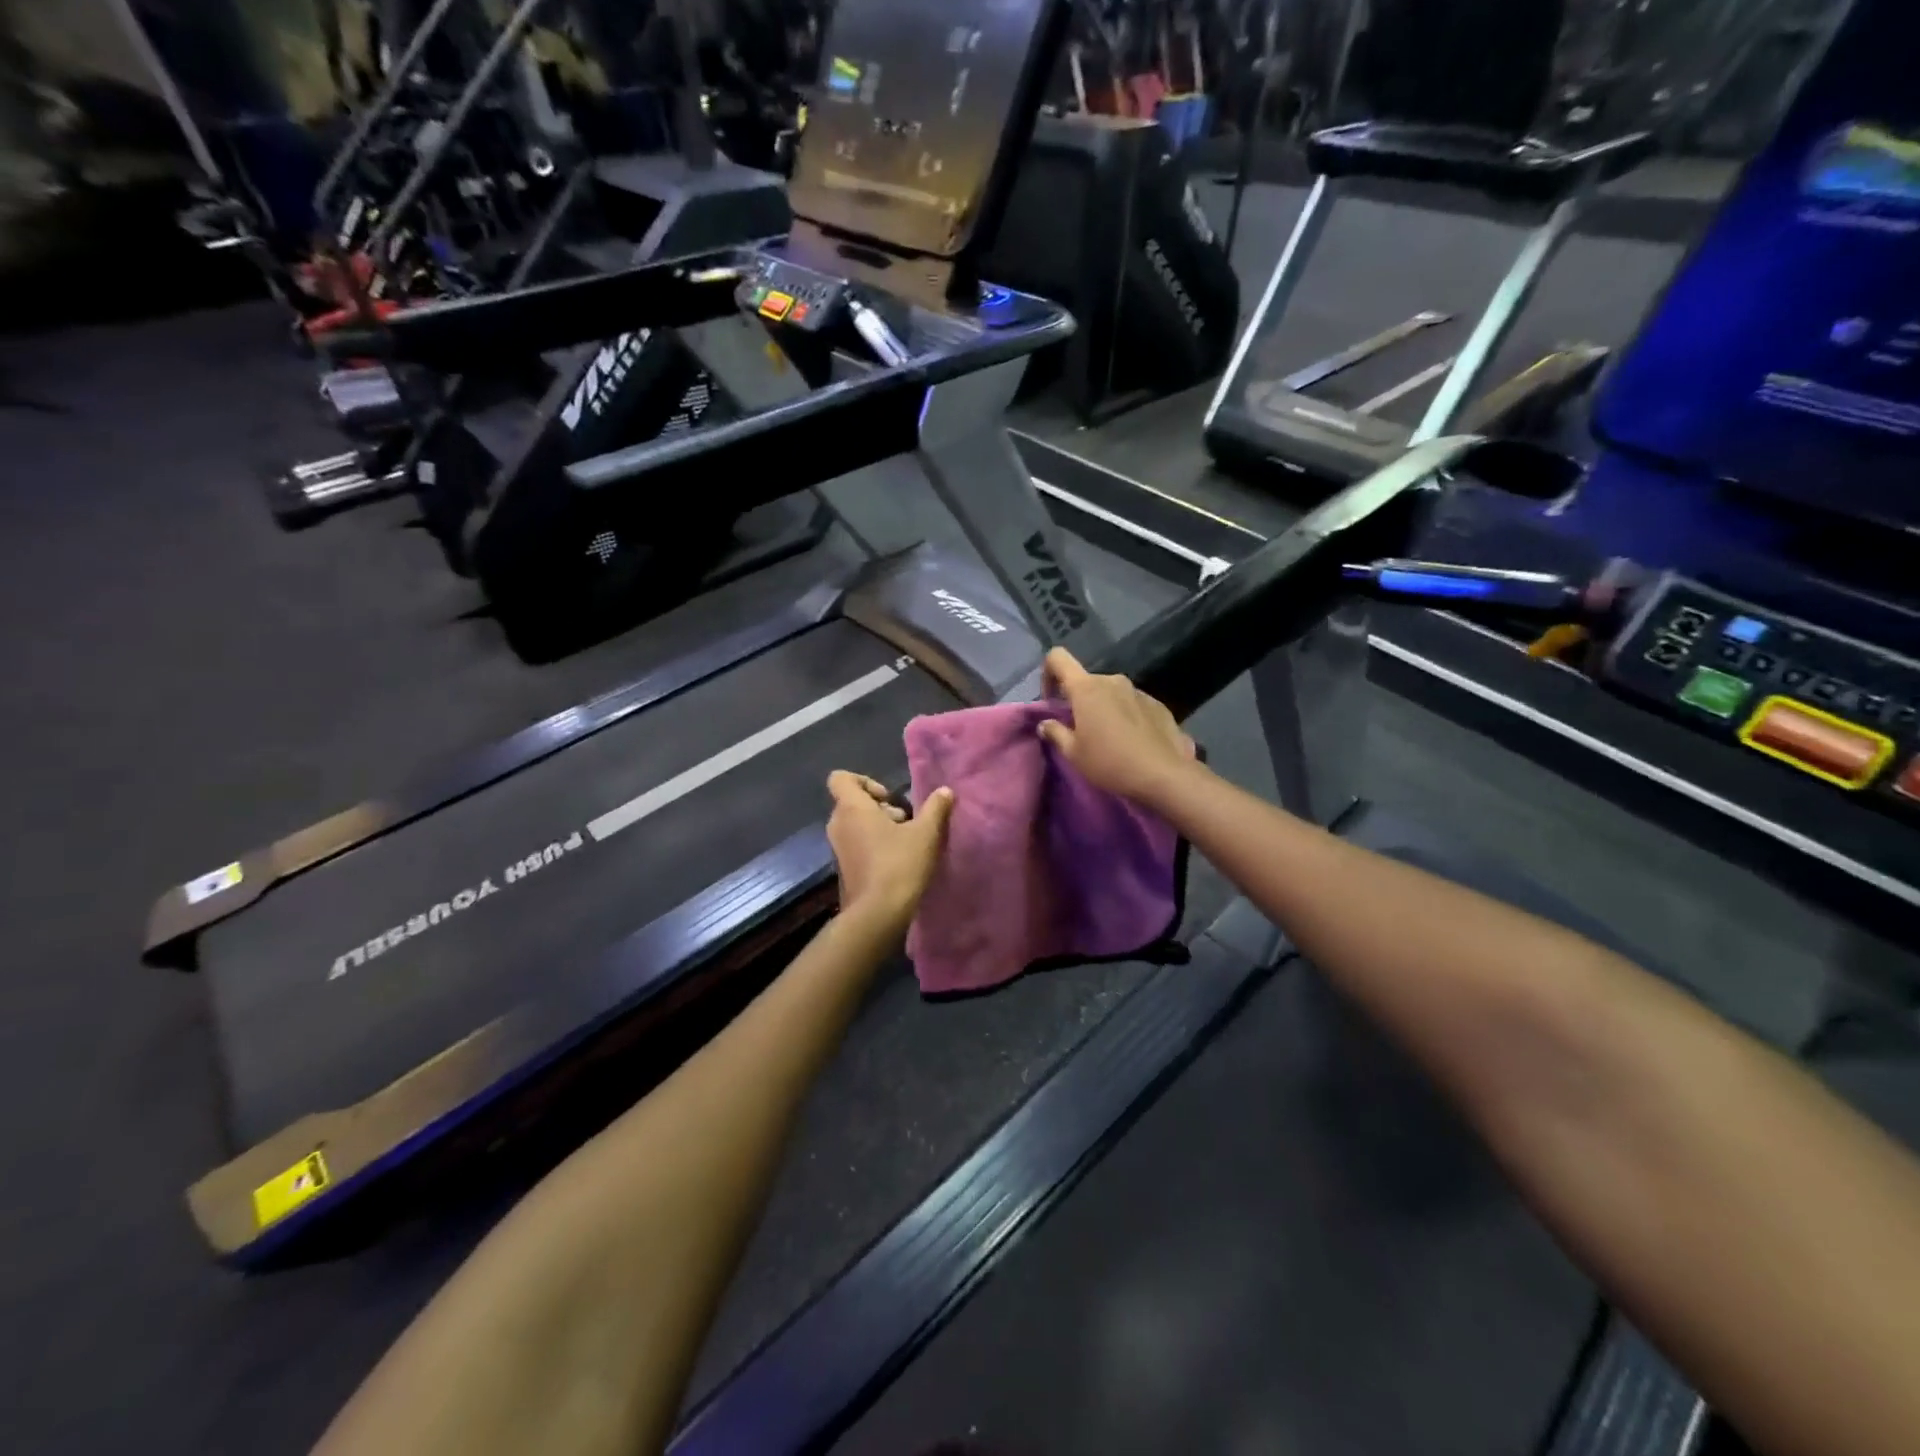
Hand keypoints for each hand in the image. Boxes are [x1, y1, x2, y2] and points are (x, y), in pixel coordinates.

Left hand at [826, 772, 955, 930]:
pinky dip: (873, 845)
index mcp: (852, 808)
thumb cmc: (899, 865)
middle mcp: (838, 824)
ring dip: (878, 827)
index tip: (889, 798)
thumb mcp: (926, 834)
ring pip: (855, 824)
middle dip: (880, 807)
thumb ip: (936, 808)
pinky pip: (855, 844)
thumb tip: (945, 791)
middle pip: (852, 801)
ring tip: (905, 842)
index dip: (865, 781)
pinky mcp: (842, 867)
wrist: (877, 914)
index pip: (841, 778)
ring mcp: (837, 848)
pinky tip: (897, 861)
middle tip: (905, 821)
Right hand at [1037, 648, 1195, 807]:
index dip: (1048, 674)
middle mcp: (1112, 681)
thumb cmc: (1110, 762)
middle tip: (1080, 730)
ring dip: (1104, 708)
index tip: (1051, 701)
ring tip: (1109, 738)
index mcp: (1086, 688)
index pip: (1058, 658)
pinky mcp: (1158, 704)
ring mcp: (1138, 691)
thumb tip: (1046, 724)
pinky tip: (1132, 741)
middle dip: (1079, 700)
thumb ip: (1056, 733)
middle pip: (1087, 681)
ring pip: (1111, 693)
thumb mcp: (1074, 754)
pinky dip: (1126, 715)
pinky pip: (1132, 703)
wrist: (1164, 775)